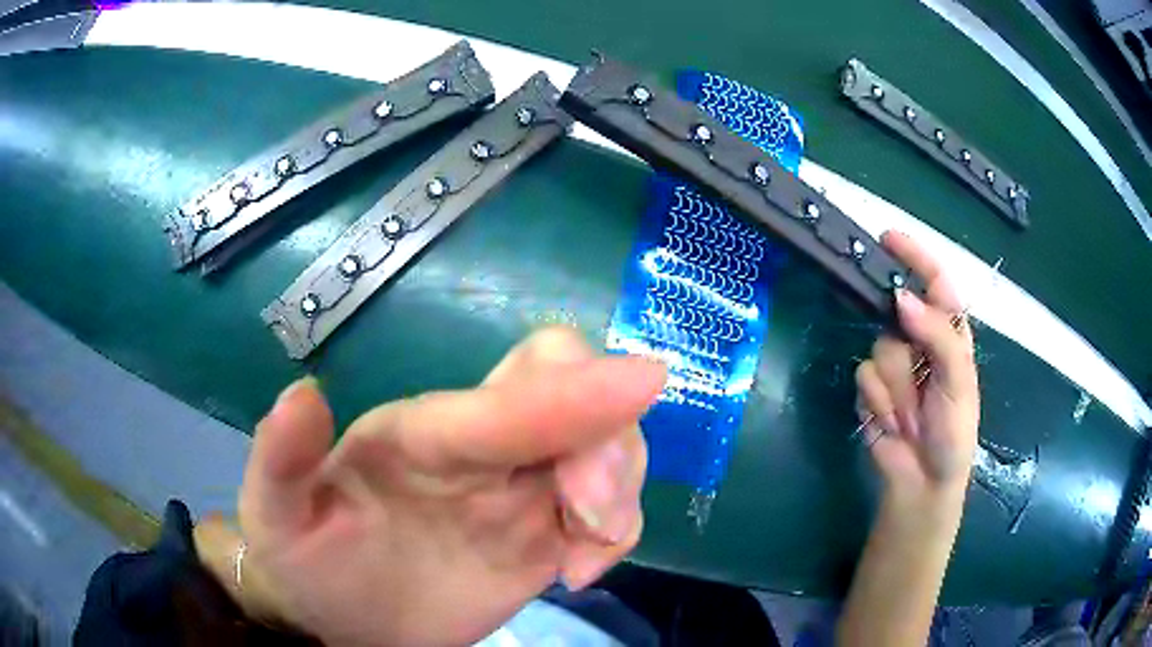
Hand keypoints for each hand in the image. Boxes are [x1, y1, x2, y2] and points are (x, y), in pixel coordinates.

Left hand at [195, 327, 665, 646]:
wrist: (338, 617)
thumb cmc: (304, 561)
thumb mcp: (276, 515)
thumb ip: (282, 459)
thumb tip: (302, 395)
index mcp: (422, 435)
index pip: (510, 400)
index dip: (578, 388)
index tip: (646, 383)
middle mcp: (480, 449)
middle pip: (573, 394)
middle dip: (608, 439)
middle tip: (588, 519)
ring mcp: (518, 492)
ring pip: (605, 446)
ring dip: (620, 487)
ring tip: (581, 558)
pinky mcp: (542, 534)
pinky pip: (608, 510)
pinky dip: (617, 529)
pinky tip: (581, 571)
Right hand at [854, 231, 979, 500]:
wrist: (923, 481)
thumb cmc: (953, 431)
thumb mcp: (958, 381)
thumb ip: (937, 335)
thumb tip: (901, 299)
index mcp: (949, 334)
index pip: (935, 283)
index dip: (915, 258)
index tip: (889, 239)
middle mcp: (920, 343)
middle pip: (896, 317)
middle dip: (905, 351)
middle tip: (920, 381)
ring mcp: (895, 367)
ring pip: (878, 349)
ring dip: (895, 387)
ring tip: (910, 416)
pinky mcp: (872, 390)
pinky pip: (863, 378)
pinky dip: (878, 402)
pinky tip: (892, 422)